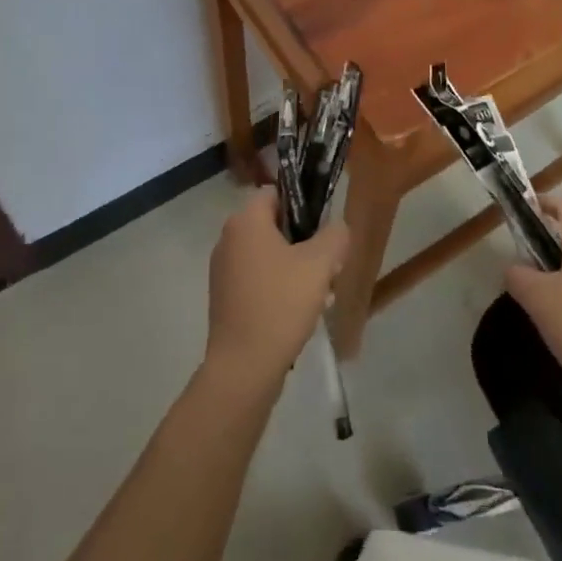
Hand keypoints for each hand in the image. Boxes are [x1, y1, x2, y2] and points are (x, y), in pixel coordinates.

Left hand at [205, 189, 347, 385]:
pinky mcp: (224, 298)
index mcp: (245, 221)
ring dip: (295, 267)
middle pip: (275, 226)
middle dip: (305, 242)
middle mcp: (228, 238)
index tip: (324, 230)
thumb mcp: (320, 264)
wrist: (243, 367)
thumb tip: (337, 228)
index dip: (304, 205)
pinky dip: (278, 287)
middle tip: (328, 266)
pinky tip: (299, 312)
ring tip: (321, 294)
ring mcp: (223, 270)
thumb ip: (335, 236)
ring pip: (268, 255)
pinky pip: (257, 279)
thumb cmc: (280, 304)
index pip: (277, 193)